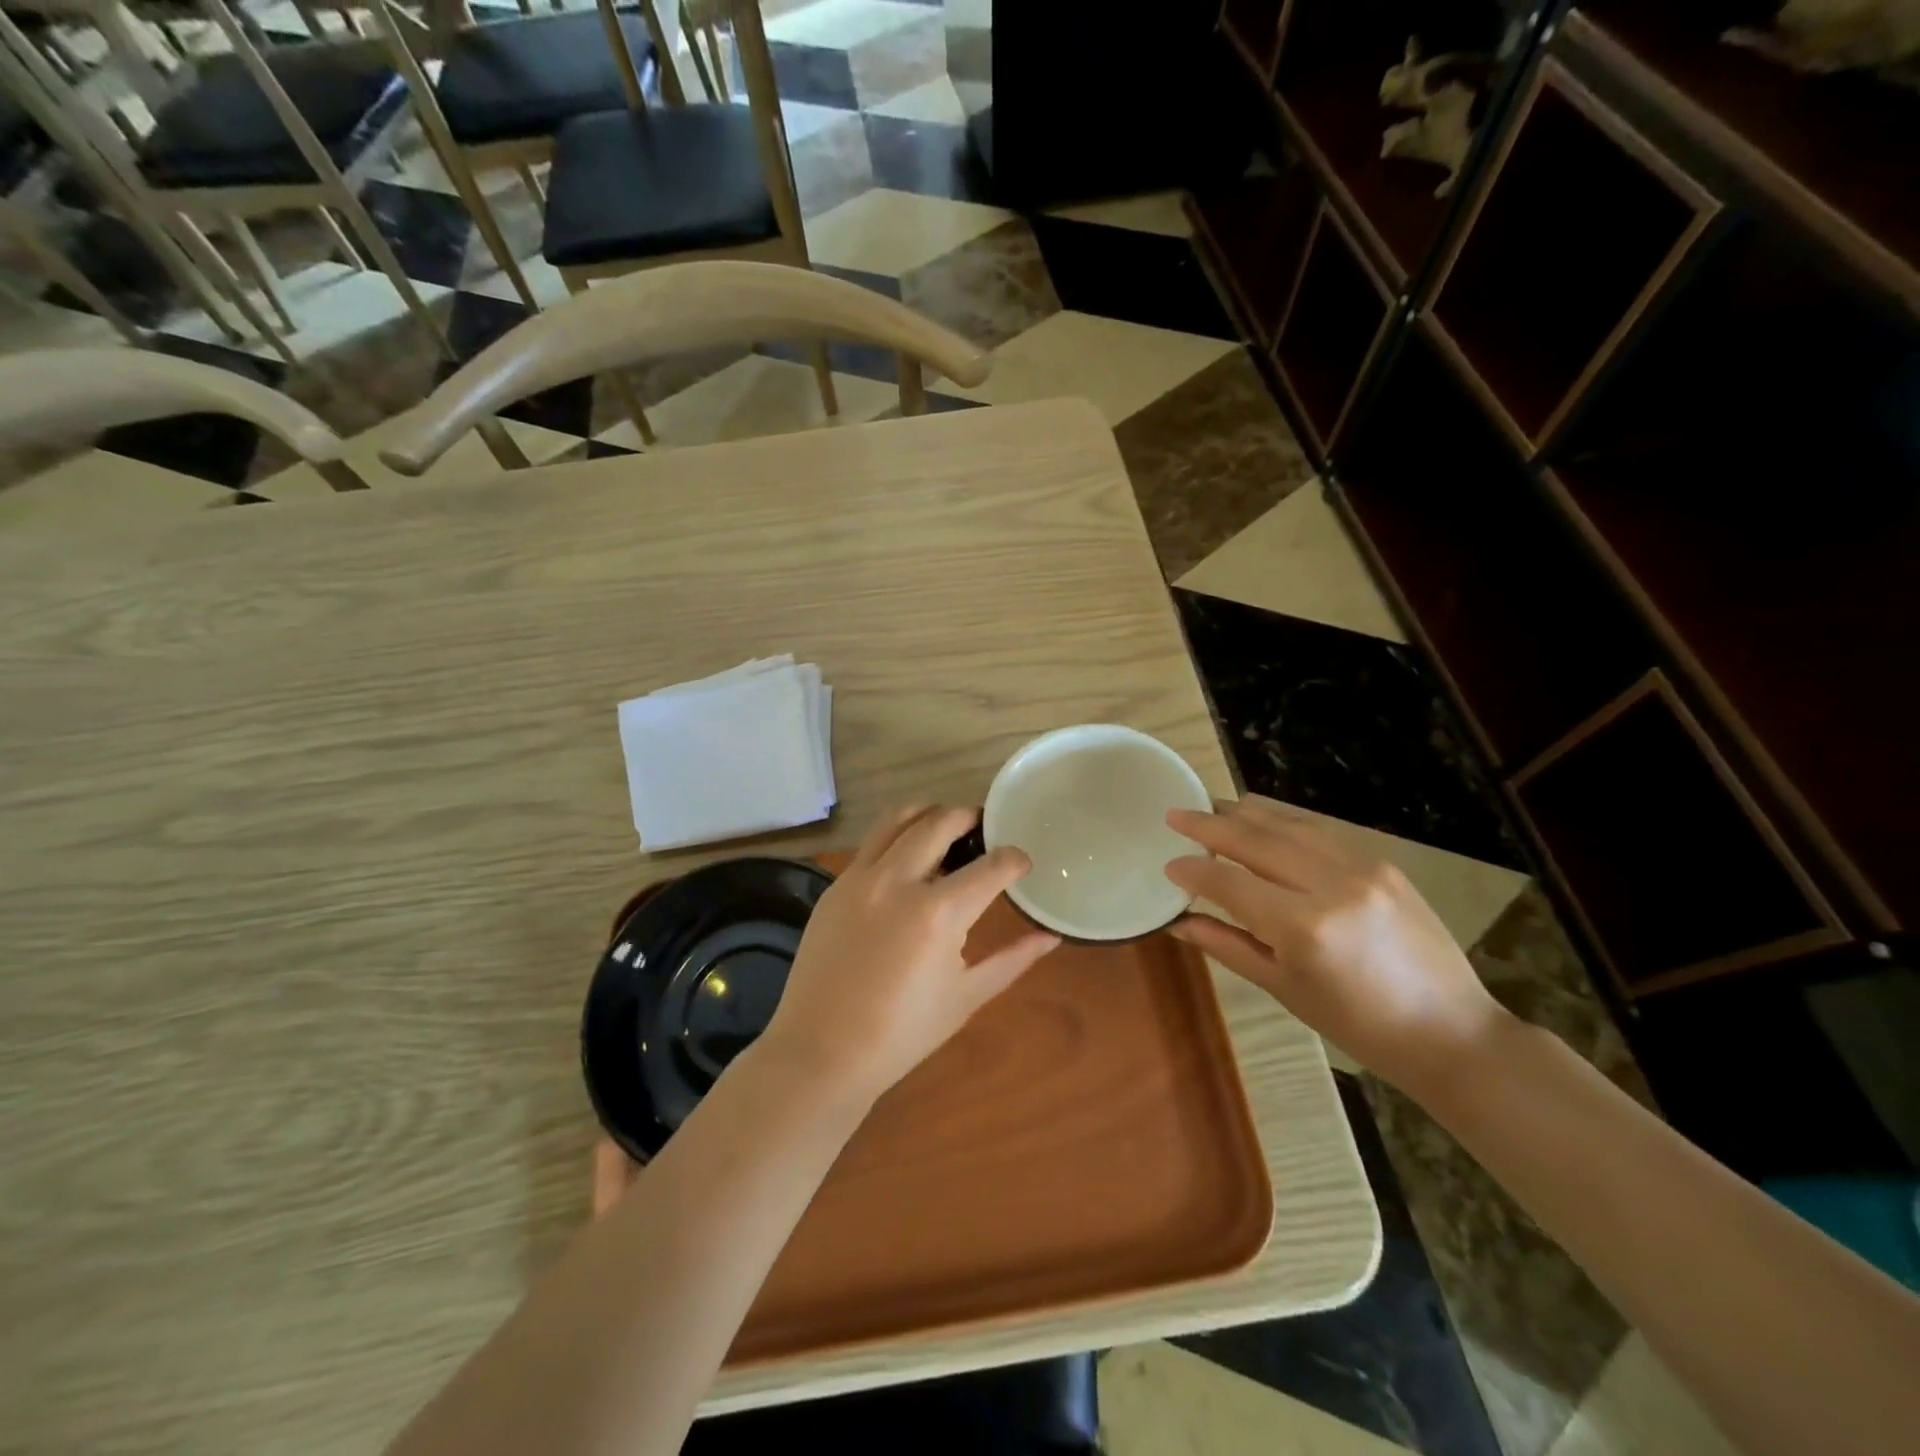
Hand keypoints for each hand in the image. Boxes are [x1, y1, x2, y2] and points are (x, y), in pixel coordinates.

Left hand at [760, 805, 1060, 1105]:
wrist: (821, 1052)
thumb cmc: (902, 1033)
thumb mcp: (966, 996)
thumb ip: (1012, 959)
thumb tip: (1050, 936)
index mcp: (938, 913)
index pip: (991, 866)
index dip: (1015, 860)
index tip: (1022, 863)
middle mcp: (898, 881)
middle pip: (941, 822)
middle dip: (970, 818)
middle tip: (985, 831)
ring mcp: (860, 878)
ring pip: (899, 818)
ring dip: (929, 814)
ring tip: (946, 829)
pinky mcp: (835, 886)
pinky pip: (872, 843)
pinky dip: (897, 837)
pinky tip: (907, 861)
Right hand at [1163, 797, 1508, 1095]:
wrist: (1449, 1030)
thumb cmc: (1357, 1025)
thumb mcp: (1283, 988)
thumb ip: (1226, 945)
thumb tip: (1178, 921)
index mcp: (1302, 927)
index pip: (1229, 883)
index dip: (1193, 872)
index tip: (1168, 865)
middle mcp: (1330, 884)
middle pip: (1254, 840)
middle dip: (1208, 825)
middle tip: (1175, 815)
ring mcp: (1361, 866)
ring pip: (1287, 822)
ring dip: (1244, 814)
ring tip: (1211, 809)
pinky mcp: (1381, 861)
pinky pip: (1318, 829)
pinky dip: (1282, 821)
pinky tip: (1262, 821)